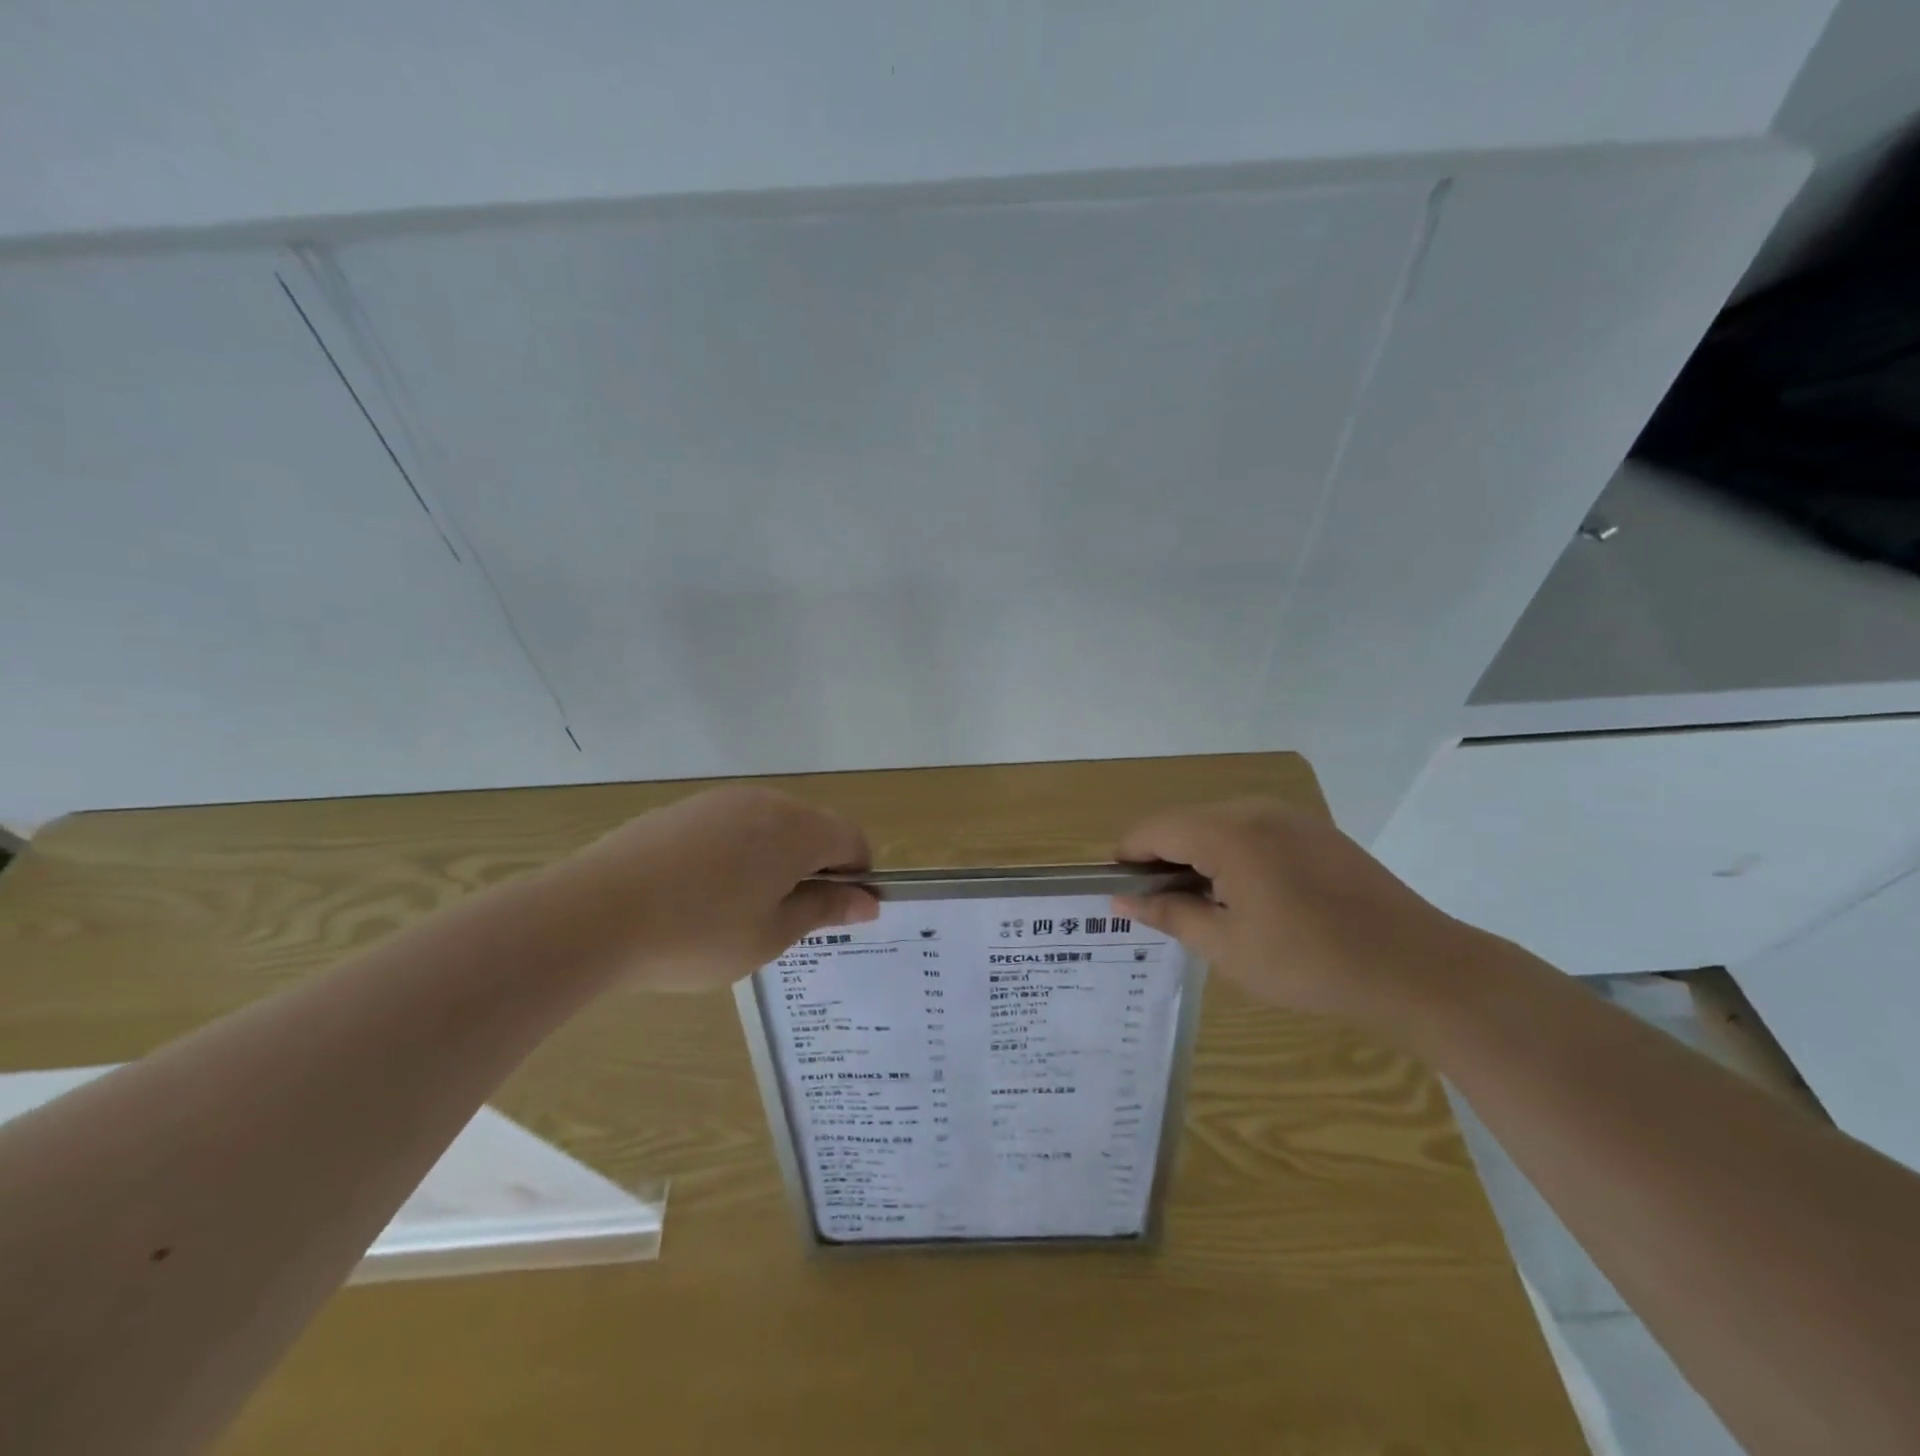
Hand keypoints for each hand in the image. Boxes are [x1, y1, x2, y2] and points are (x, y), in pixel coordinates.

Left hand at [544, 786, 877, 991]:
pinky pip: (731, 827)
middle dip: (815, 868)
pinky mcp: (682, 810)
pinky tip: (701, 893)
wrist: (591, 915)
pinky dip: (736, 854)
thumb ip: (824, 910)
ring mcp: (719, 801)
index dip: (856, 876)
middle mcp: (765, 802)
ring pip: (770, 826)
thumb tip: (868, 901)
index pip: (852, 840)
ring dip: (775, 861)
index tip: (837, 914)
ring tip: (740, 910)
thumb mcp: (770, 935)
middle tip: (788, 919)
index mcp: (797, 829)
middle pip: (813, 828)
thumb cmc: (697, 934)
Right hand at [1113, 798, 1479, 1030]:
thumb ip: (1170, 916)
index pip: (1153, 830)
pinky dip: (1231, 853)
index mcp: (1228, 834)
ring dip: (1196, 856)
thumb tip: (1122, 902)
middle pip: (1183, 822)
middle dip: (1162, 859)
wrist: (1418, 968)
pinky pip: (1252, 829)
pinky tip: (1249, 896)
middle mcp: (1255, 809)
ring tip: (1205, 906)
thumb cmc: (1311, 963)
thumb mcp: (1228, 948)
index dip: (1128, 858)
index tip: (1121, 894)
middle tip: (1164, 910)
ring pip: (1217, 823)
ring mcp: (1289, 815)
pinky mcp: (1314, 829)